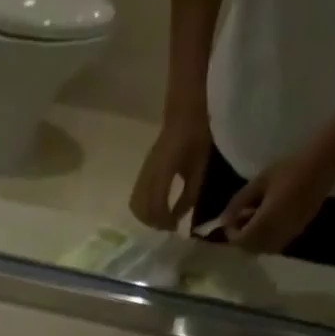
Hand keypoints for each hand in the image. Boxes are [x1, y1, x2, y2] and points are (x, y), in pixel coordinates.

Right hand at [130, 112, 213, 229]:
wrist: (185, 108)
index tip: (176, 228)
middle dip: (153, 222)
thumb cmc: (196, 135)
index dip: (164, 222)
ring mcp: (143, 171)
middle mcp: (148, 172)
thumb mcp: (199, 168)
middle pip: (140, 208)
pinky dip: (146, 207)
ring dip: (147, 216)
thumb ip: (188, 196)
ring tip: (163, 218)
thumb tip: (179, 219)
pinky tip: (160, 206)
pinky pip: (138, 196)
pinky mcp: (144, 170)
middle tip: (168, 225)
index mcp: (163, 170)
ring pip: (136, 204)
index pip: (155, 205)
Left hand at [219, 144, 334, 253]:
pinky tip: (269, 218)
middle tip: (241, 217)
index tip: (230, 219)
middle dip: (242, 237)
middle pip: (249, 249)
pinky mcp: (295, 235)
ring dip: (254, 239)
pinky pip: (274, 244)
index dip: (231, 233)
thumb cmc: (289, 169)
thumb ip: (238, 203)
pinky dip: (266, 237)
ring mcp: (286, 238)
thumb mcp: (259, 182)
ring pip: (261, 249)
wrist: (321, 166)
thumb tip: (222, 220)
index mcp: (263, 225)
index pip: (239, 242)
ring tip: (255, 215)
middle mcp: (273, 238)